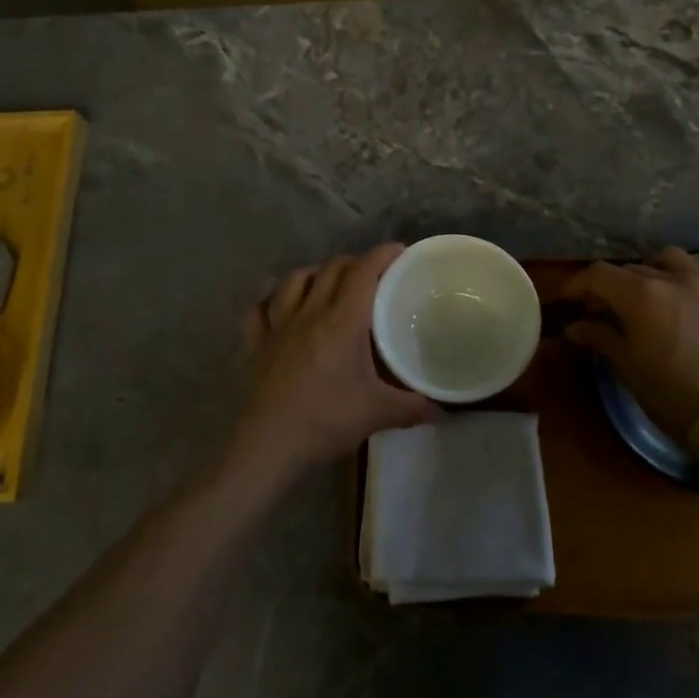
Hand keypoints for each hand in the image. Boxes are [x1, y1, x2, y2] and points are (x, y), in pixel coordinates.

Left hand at [231, 244, 440, 484]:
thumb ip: (413, 407)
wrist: (268, 446)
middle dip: (354, 263)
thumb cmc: (325, 421)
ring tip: (327, 282)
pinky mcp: (255, 344)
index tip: (399, 251)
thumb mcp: (377, 414)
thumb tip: (442, 408)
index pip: (364, 272)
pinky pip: (259, 309)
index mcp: (342, 321)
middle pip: (332, 269)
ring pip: (294, 280)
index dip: (382, 255)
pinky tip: (277, 303)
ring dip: (315, 273)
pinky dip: (270, 299)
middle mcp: (309, 312)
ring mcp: (277, 326)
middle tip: (371, 275)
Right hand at [561, 248, 698, 457]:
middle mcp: (672, 279)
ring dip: (653, 271)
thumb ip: (599, 337)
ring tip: (650, 294)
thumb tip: (574, 327)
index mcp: (640, 295)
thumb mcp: (627, 367)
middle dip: (611, 286)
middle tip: (603, 311)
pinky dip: (695, 278)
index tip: (568, 301)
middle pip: (630, 269)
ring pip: (670, 259)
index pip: (598, 275)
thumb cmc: (671, 397)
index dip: (577, 284)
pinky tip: (692, 296)